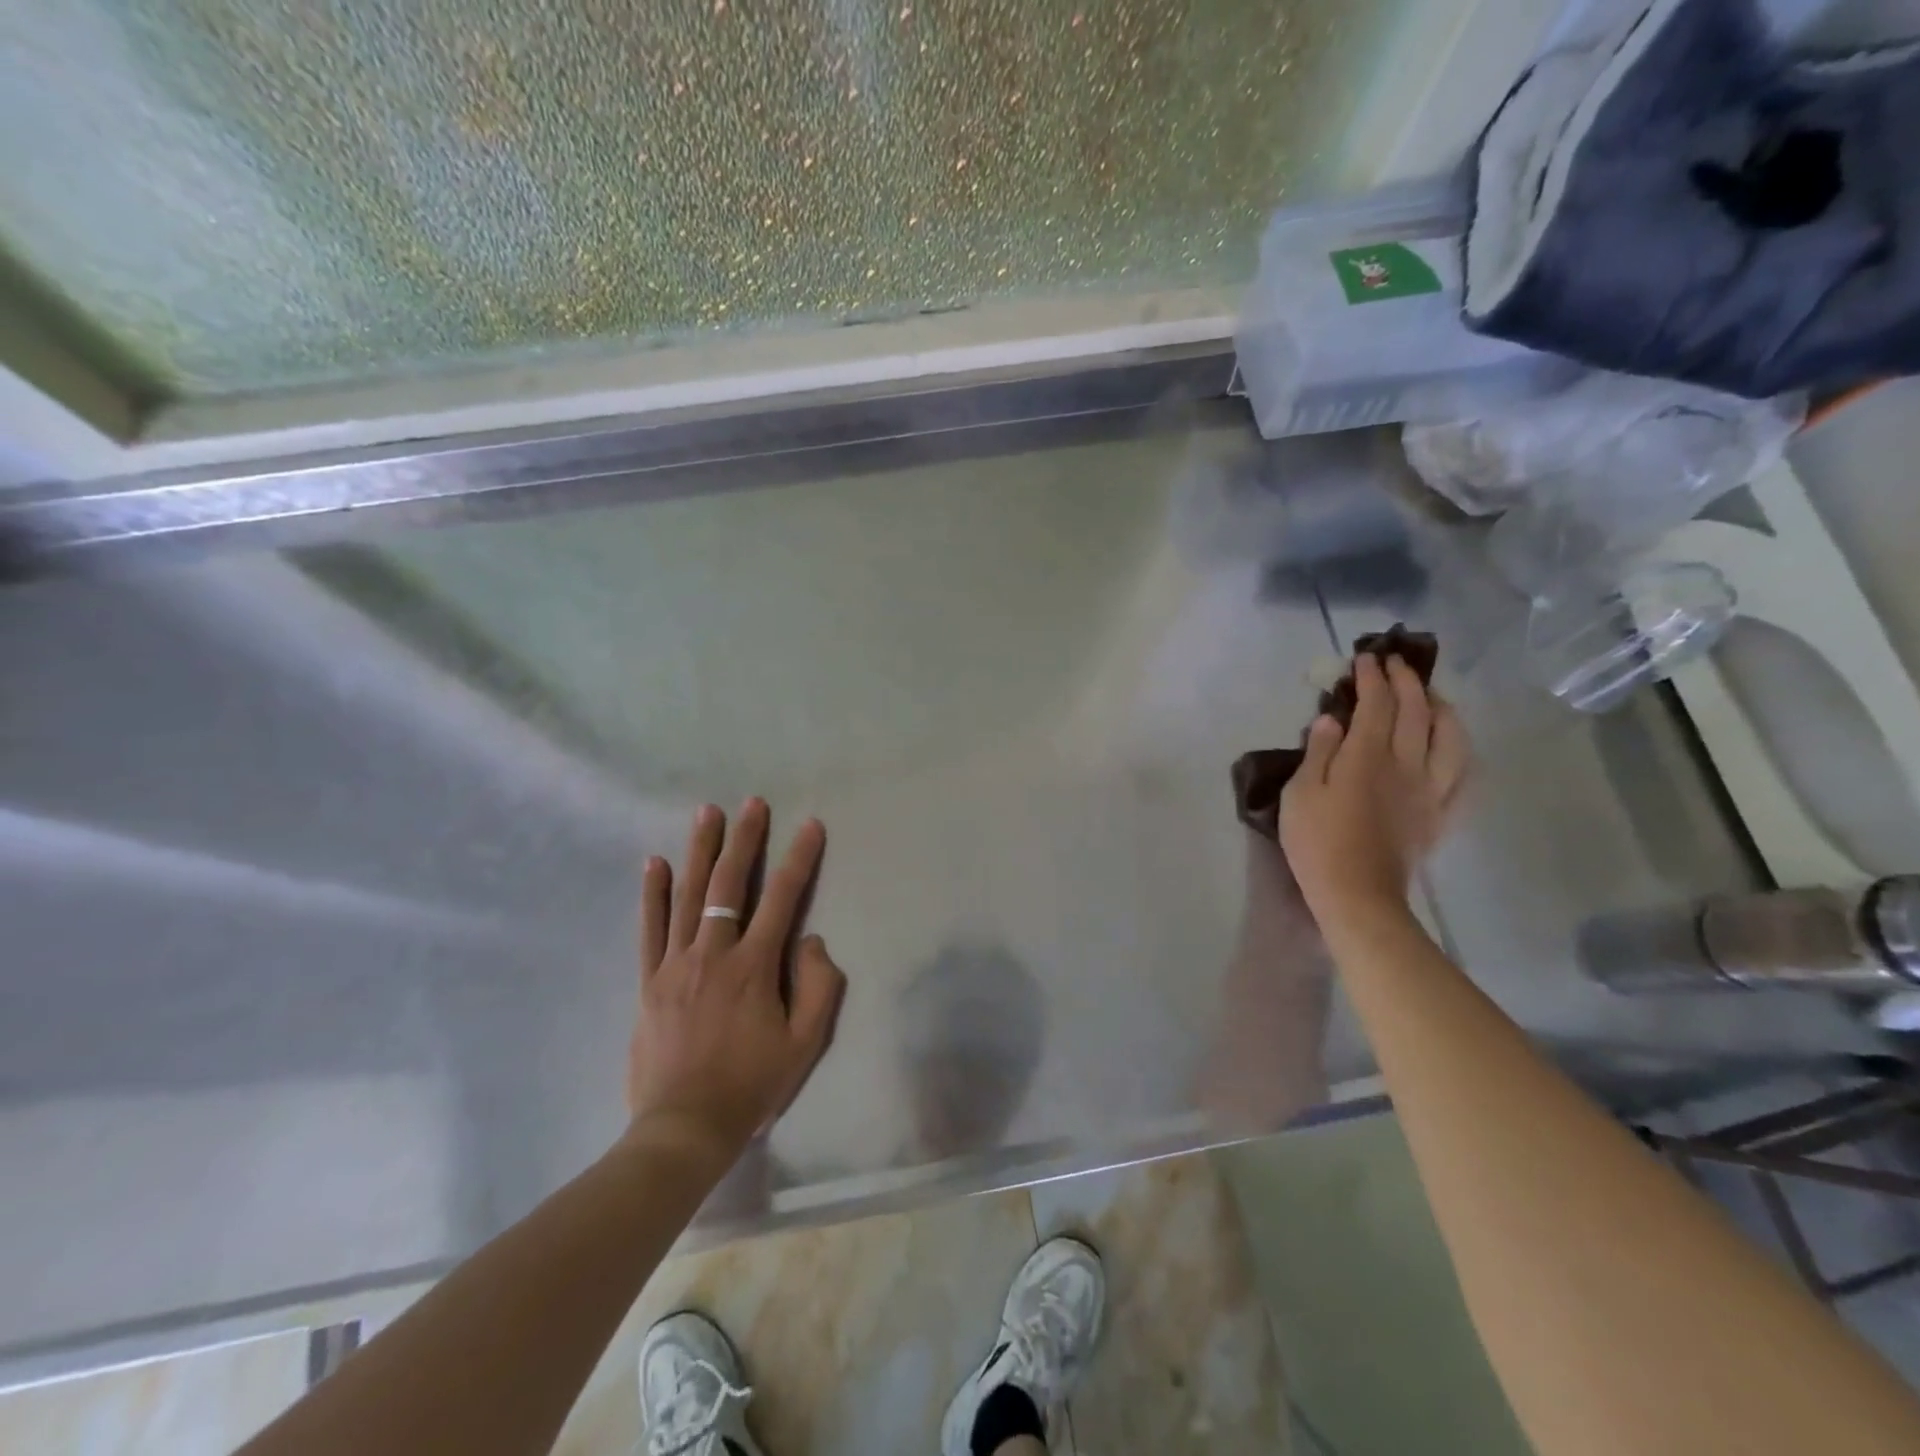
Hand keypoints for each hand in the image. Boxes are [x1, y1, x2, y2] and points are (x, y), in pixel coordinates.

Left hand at [625, 799, 845, 1161]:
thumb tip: (810, 939)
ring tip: (707, 813)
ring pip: (688, 896)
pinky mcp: (649, 981)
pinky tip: (653, 863)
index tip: (810, 825)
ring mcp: (675, 965)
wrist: (684, 1127)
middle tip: (752, 803)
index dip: (799, 859)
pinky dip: (652, 894)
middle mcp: (713, 954)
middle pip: (729, 885)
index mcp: (753, 967)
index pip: (782, 899)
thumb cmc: (752, 1085)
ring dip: (699, 851)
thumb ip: (818, 986)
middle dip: (744, 840)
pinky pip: (650, 929)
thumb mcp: (805, 1043)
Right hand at [1279, 654, 1469, 930]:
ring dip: (1442, 708)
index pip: (1376, 703)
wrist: (1356, 894)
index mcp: (1368, 756)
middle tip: (1394, 664)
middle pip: (1416, 711)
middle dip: (1406, 681)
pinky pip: (1463, 775)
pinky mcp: (1440, 814)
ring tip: (1431, 697)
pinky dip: (1460, 751)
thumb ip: (1318, 752)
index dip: (1372, 677)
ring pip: (1450, 737)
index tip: (1365, 658)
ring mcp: (1431, 790)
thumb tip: (1331, 718)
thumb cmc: (1317, 842)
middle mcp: (1407, 764)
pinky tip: (1453, 746)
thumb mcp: (1300, 793)